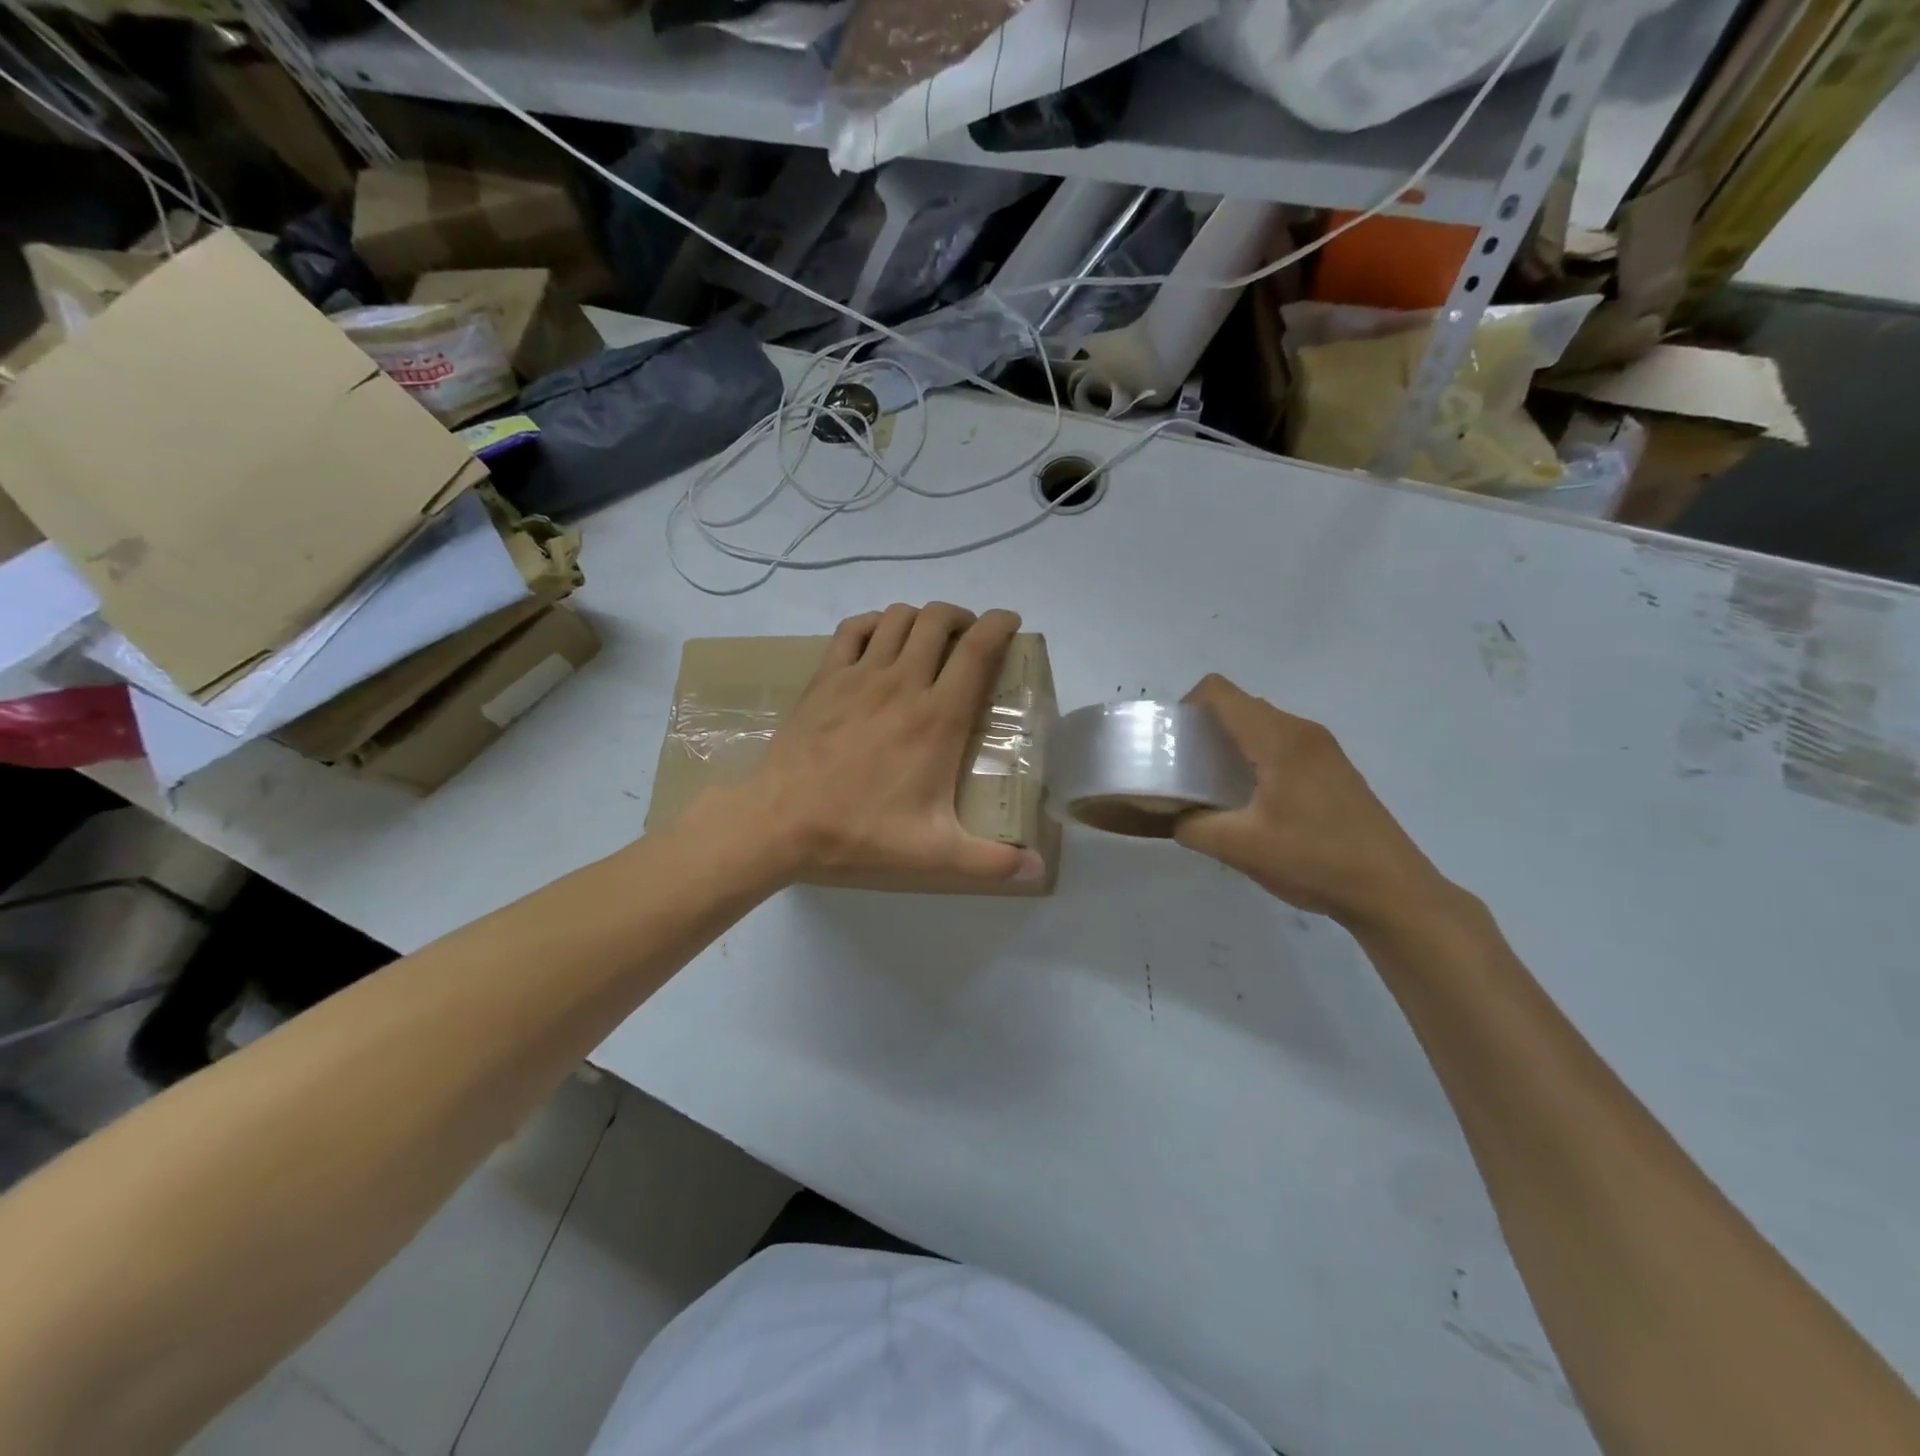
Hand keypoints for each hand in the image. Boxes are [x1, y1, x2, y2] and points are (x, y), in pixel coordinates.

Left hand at [735, 603, 1043, 885]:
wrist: (780, 821)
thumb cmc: (860, 831)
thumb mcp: (932, 853)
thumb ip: (990, 862)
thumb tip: (1038, 870)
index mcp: (937, 718)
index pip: (977, 650)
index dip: (999, 625)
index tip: (1010, 622)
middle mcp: (902, 683)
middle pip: (939, 620)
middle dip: (961, 618)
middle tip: (969, 639)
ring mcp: (859, 675)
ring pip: (898, 617)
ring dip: (921, 619)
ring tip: (929, 640)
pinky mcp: (825, 678)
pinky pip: (853, 629)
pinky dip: (874, 623)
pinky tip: (880, 641)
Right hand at [1173, 674, 1453, 930]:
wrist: (1391, 890)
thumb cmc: (1314, 859)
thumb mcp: (1239, 847)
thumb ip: (1193, 826)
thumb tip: (1174, 818)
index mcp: (1278, 739)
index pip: (1220, 692)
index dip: (1186, 706)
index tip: (1172, 743)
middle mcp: (1302, 731)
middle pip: (1240, 706)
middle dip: (1205, 728)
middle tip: (1185, 769)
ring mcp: (1323, 749)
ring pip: (1262, 725)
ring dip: (1231, 744)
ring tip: (1214, 787)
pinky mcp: (1333, 769)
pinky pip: (1282, 744)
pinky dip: (1256, 757)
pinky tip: (1252, 801)